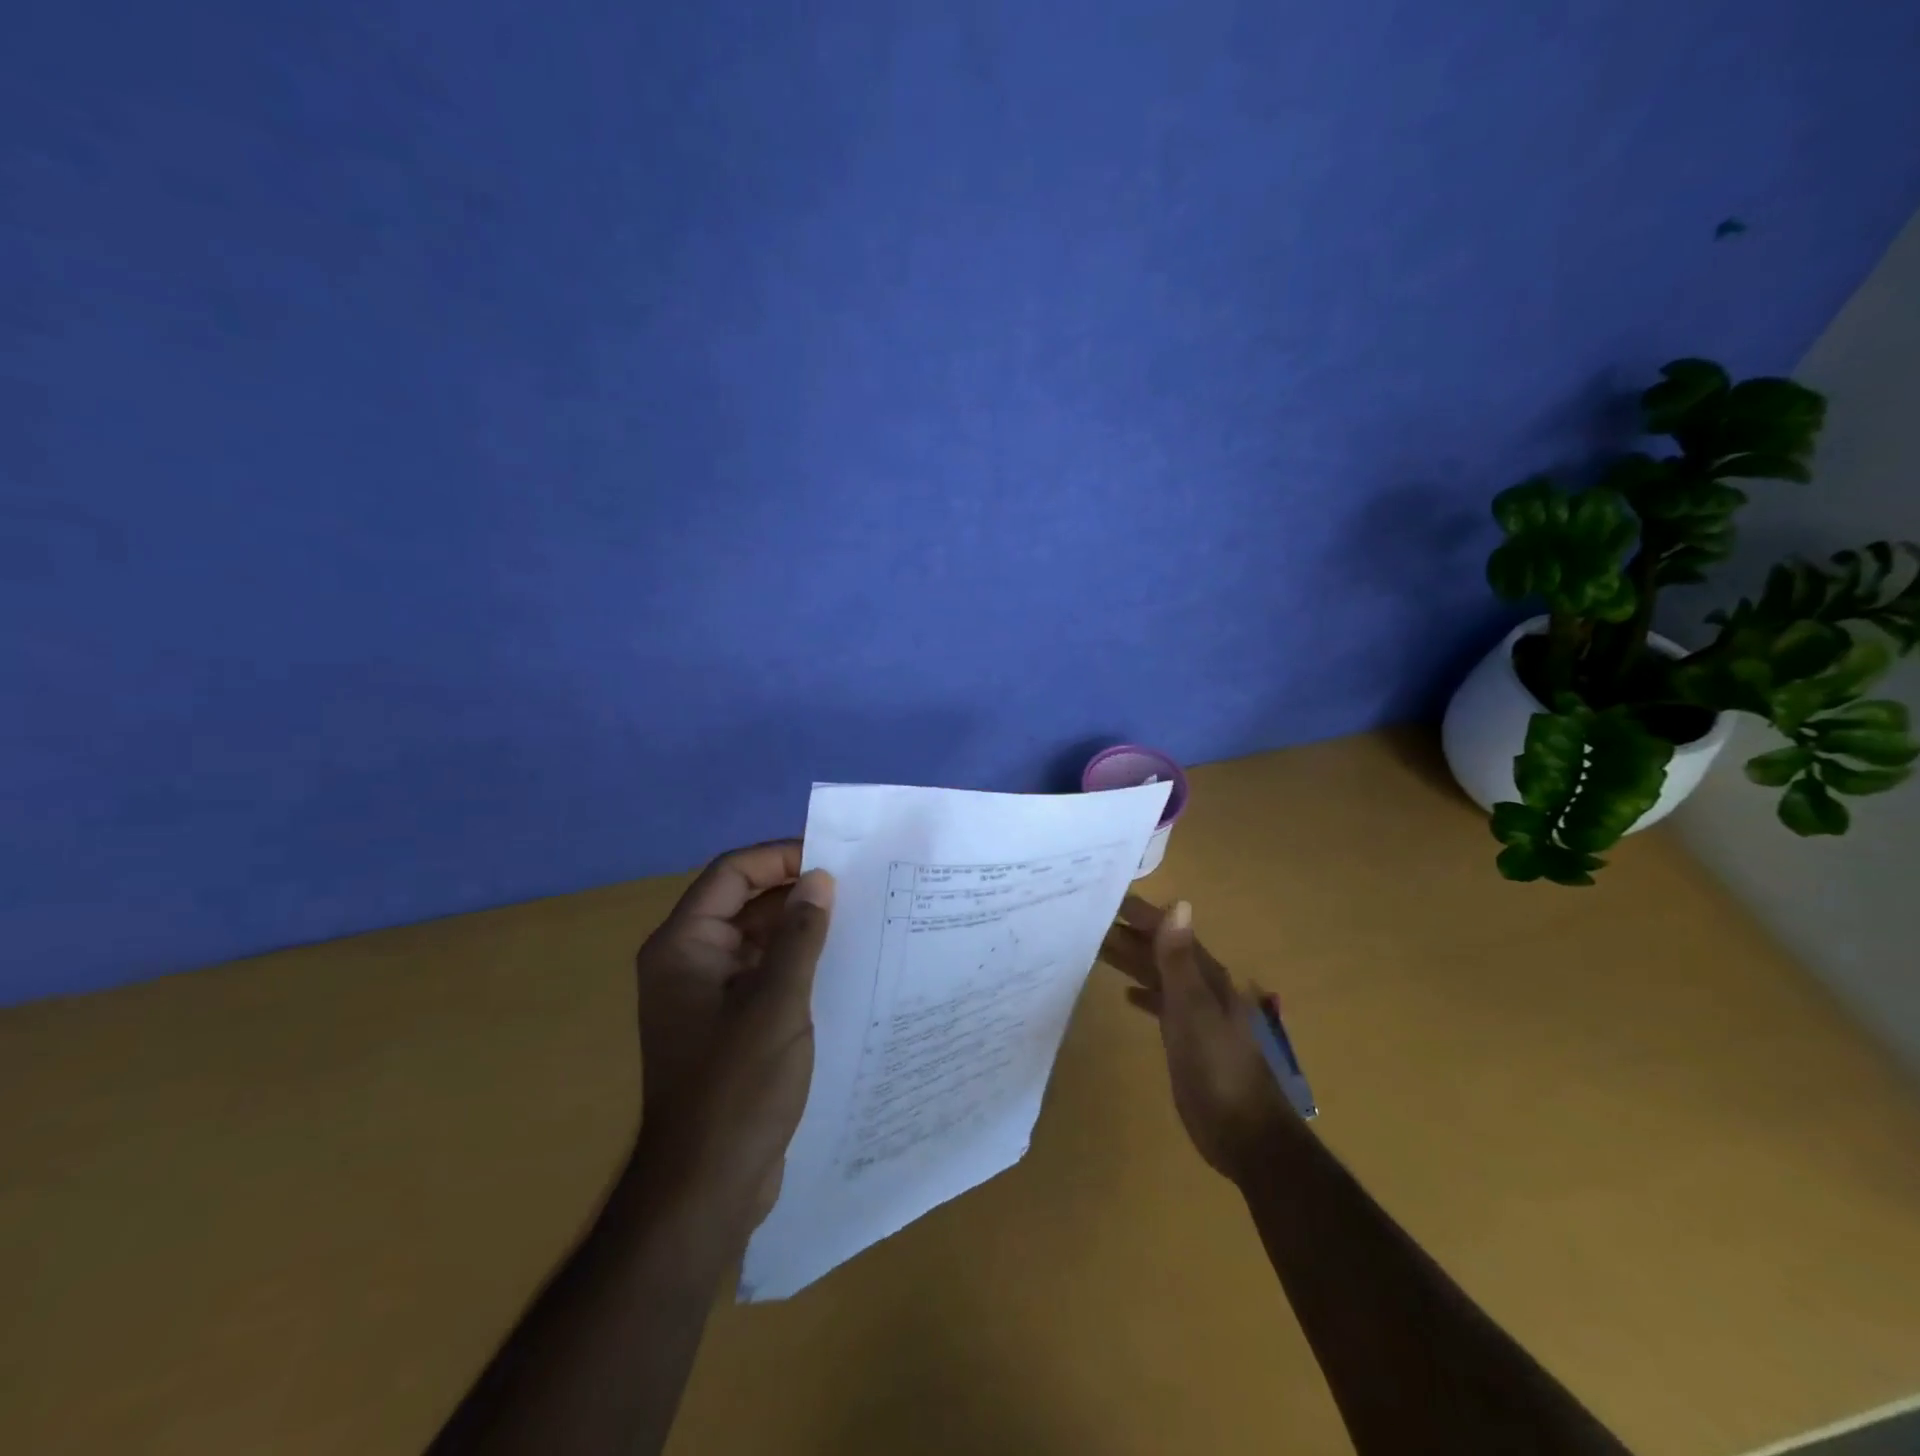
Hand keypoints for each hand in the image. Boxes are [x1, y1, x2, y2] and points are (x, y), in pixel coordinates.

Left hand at [631, 840, 833, 1225]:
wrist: (706, 1188)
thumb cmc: (736, 1086)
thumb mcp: (776, 1002)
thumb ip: (799, 935)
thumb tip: (819, 879)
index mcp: (684, 946)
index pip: (731, 874)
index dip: (779, 856)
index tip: (833, 858)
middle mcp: (689, 961)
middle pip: (743, 902)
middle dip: (795, 892)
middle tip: (856, 886)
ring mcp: (707, 995)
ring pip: (757, 939)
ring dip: (800, 928)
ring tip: (858, 919)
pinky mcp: (728, 1024)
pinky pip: (763, 974)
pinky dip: (796, 963)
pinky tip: (840, 965)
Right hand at [1100, 895, 1292, 1182]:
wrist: (1244, 1133)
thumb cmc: (1218, 1068)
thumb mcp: (1194, 1009)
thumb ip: (1180, 960)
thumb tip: (1178, 905)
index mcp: (1206, 976)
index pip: (1170, 932)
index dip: (1142, 914)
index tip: (1108, 899)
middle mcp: (1201, 988)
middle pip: (1162, 951)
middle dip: (1130, 935)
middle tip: (1090, 921)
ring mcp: (1195, 1015)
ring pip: (1159, 976)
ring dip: (1133, 961)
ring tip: (1097, 948)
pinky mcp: (1187, 1041)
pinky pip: (1161, 1005)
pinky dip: (1144, 994)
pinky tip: (1126, 996)